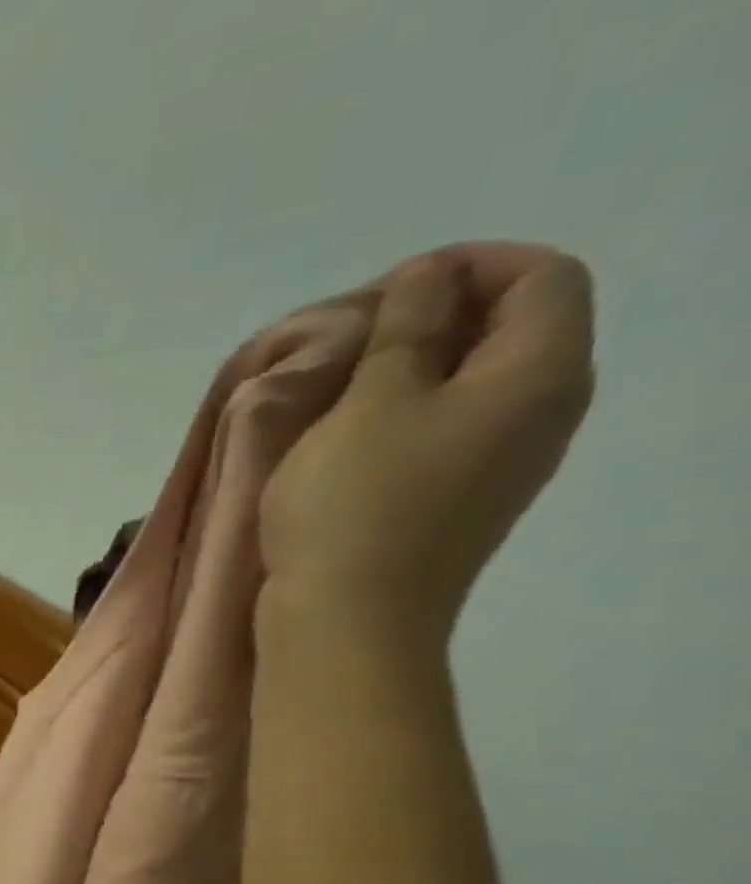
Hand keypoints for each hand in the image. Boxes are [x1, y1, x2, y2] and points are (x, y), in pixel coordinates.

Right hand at [259, 242, 595, 642]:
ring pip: (476, 382)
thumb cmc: (356, 502)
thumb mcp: (372, 398)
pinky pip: (450, 428)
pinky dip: (406, 412)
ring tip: (342, 384)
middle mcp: (542, 413)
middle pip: (514, 328)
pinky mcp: (461, 500)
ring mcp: (504, 463)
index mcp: (539, 374)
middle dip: (436, 314)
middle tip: (355, 337)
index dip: (468, 265)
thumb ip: (407, 326)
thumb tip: (430, 277)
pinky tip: (349, 435)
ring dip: (413, 367)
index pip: (542, 276)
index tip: (386, 293)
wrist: (348, 618)